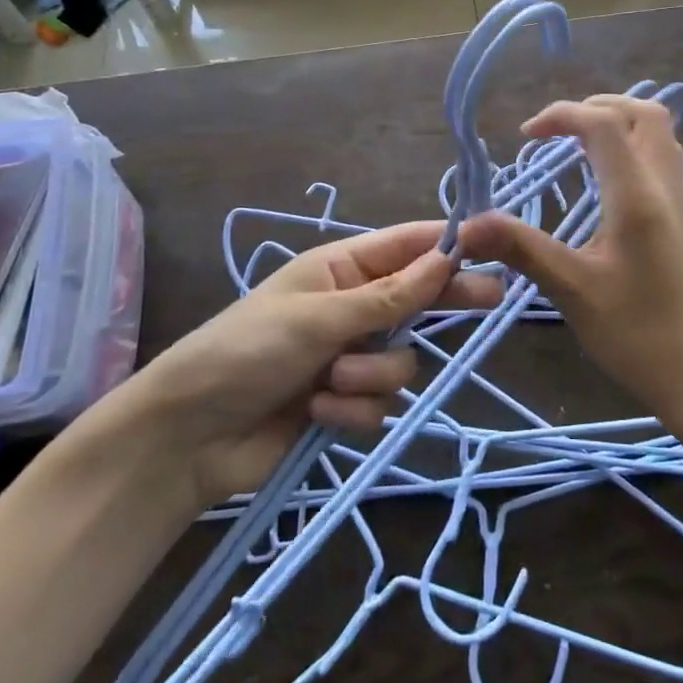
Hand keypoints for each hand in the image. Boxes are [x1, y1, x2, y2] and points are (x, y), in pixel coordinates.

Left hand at [112, 222, 498, 505]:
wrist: (189, 438)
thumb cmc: (247, 352)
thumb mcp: (320, 317)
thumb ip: (389, 296)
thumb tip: (447, 259)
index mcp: (340, 269)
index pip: (406, 247)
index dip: (448, 245)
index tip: (494, 246)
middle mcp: (351, 307)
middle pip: (417, 299)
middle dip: (443, 303)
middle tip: (492, 300)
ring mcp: (349, 355)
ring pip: (401, 360)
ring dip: (372, 374)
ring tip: (332, 381)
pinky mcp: (345, 401)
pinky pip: (380, 401)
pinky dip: (354, 407)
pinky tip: (318, 411)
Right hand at [459, 95, 682, 425]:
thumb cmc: (637, 334)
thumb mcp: (573, 290)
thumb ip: (522, 249)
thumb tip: (467, 225)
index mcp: (637, 197)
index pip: (604, 124)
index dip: (562, 115)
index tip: (525, 136)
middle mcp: (663, 188)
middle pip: (644, 114)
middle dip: (597, 107)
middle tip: (557, 131)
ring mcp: (677, 203)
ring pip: (659, 135)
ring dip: (619, 124)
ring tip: (577, 143)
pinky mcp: (679, 221)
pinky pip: (661, 160)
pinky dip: (631, 147)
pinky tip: (603, 178)